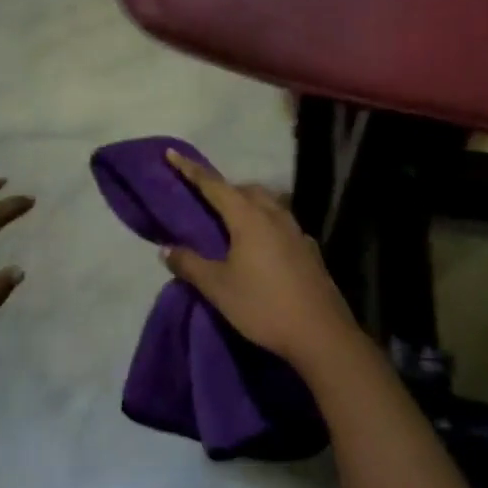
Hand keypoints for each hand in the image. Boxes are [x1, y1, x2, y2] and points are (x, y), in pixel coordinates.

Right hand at [162, 149, 360, 370]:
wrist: (321, 333)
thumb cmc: (264, 306)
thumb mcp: (218, 288)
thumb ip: (190, 264)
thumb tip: (166, 248)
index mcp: (248, 217)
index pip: (213, 185)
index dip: (190, 169)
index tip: (172, 153)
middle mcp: (273, 214)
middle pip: (244, 190)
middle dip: (222, 189)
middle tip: (202, 200)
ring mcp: (295, 230)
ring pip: (266, 203)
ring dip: (246, 204)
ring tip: (231, 222)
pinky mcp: (308, 248)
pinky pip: (280, 223)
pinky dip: (264, 223)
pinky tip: (261, 246)